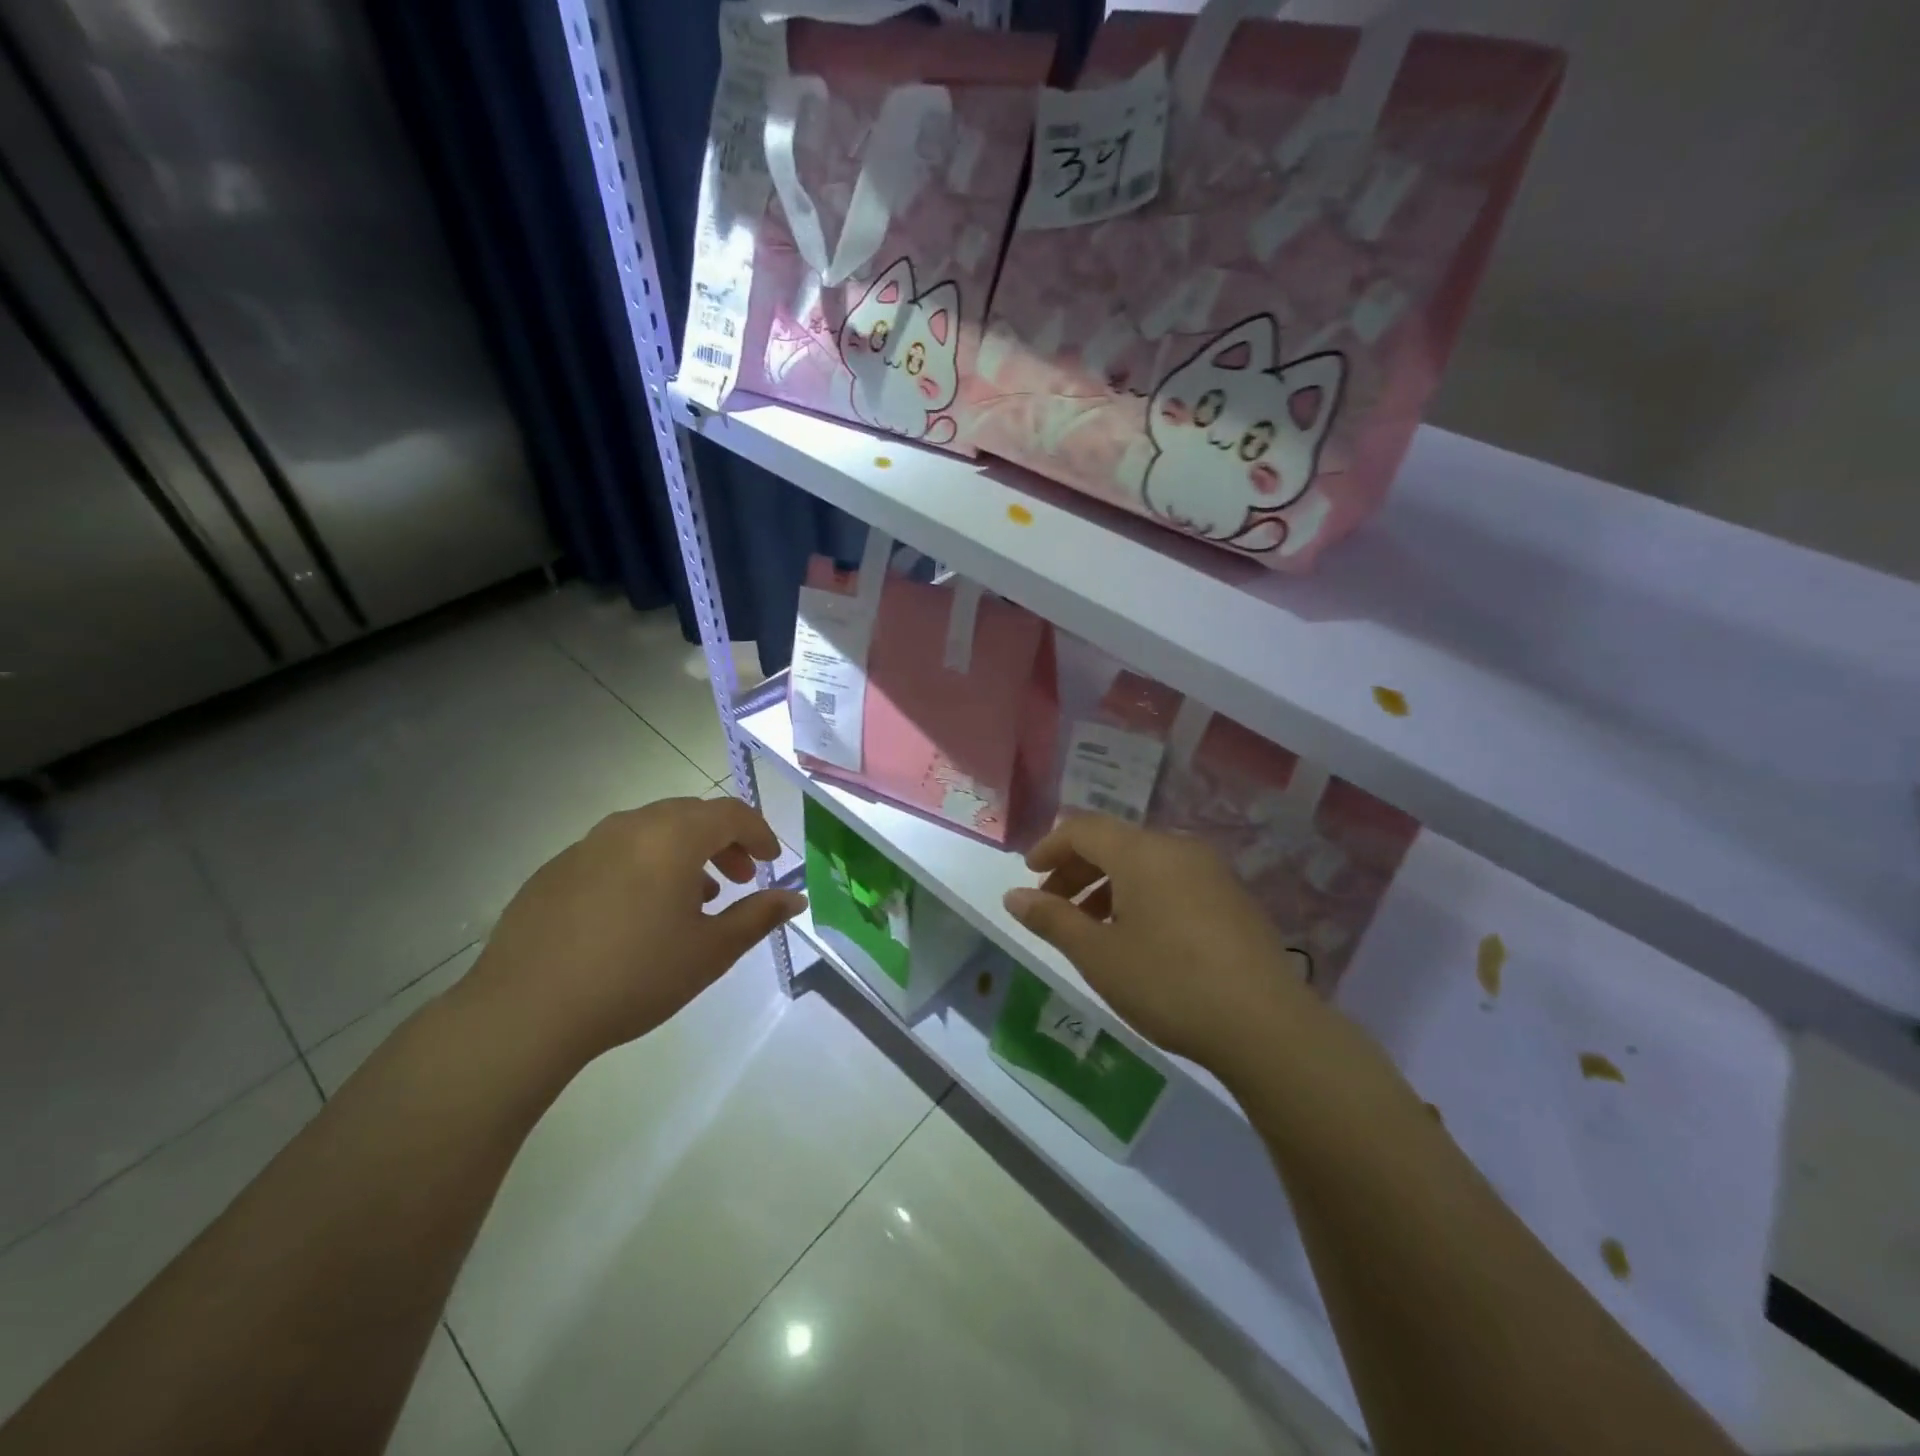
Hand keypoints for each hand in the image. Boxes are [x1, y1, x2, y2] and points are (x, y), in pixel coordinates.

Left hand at [461, 796, 804, 1068]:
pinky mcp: (555, 869)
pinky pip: (614, 851)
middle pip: (690, 815)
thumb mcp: (711, 951)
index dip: (759, 833)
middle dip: (723, 841)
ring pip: (651, 831)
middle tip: (740, 878)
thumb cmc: (635, 976)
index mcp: (672, 837)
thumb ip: (759, 916)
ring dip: (683, 852)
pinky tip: (638, 913)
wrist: (525, 1010)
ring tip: (693, 898)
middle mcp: (630, 827)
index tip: (770, 862)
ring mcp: (586, 845)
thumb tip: (795, 898)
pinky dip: (643, 865)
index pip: (730, 813)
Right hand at [1002, 814, 1322, 1073]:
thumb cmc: (1168, 983)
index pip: (1083, 829)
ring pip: (1144, 862)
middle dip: (1077, 870)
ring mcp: (1210, 870)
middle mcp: (1177, 847)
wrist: (1265, 1025)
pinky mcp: (1232, 897)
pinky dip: (1142, 895)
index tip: (1028, 875)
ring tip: (1091, 927)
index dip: (1050, 847)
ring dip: (1108, 885)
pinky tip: (1139, 936)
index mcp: (1141, 851)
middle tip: (1052, 906)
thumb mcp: (1098, 955)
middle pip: (1114, 842)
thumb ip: (1052, 919)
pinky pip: (1172, 879)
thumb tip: (1013, 896)